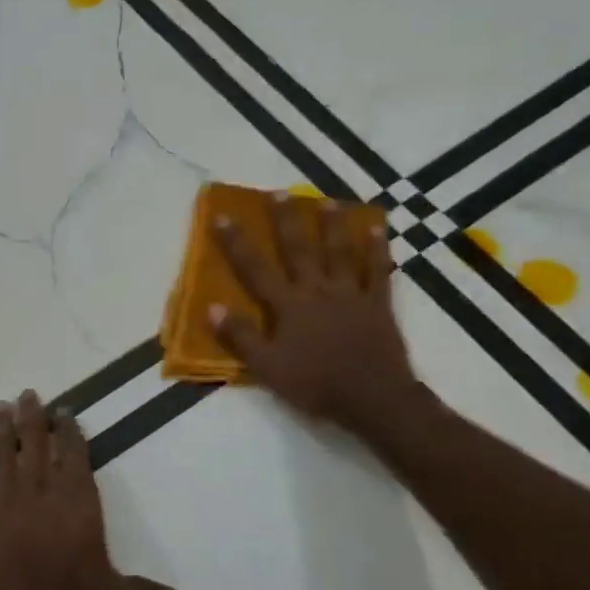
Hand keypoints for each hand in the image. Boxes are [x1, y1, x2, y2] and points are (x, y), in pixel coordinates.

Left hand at [0, 391, 181, 589]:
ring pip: (3, 456)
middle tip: (27, 394)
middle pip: (36, 444)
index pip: (74, 455)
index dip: (69, 431)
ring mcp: (6, 503)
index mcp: (77, 501)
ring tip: (0, 408)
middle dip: (33, 418)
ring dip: (1, 432)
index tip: (63, 411)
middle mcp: (42, 492)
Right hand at [210, 196, 422, 437]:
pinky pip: (379, 270)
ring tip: (327, 201)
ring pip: (340, 251)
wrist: (372, 398)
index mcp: (288, 306)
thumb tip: (211, 307)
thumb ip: (240, 337)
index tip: (223, 216)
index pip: (255, 269)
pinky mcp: (378, 304)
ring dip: (332, 225)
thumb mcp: (268, 367)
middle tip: (279, 191)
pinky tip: (378, 228)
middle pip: (299, 249)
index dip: (237, 243)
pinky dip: (378, 248)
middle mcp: (317, 290)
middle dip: (286, 220)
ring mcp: (350, 293)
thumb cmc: (315, 384)